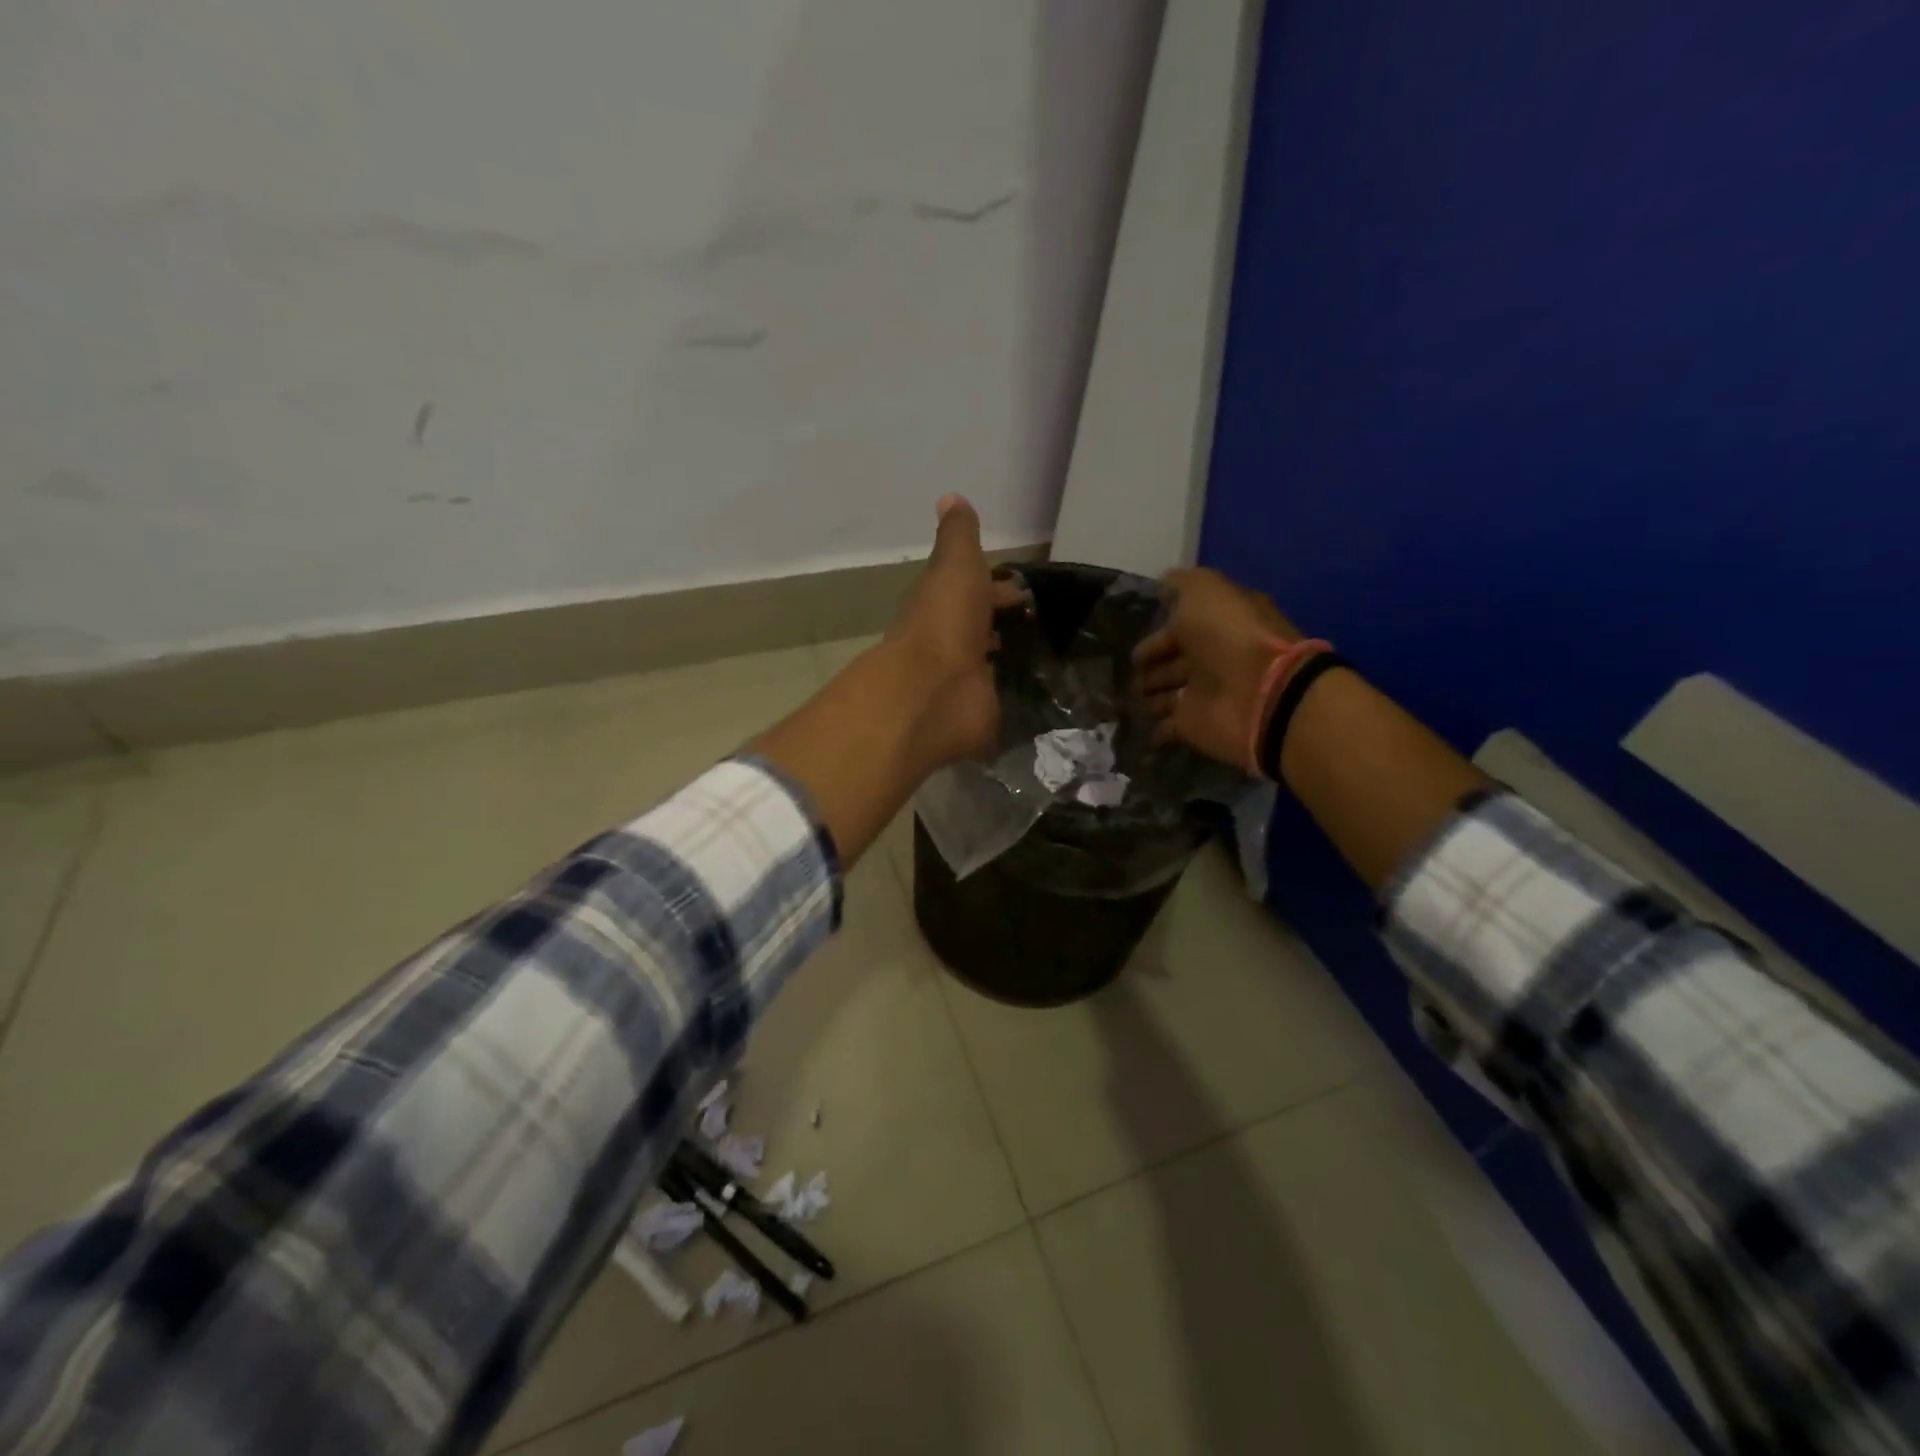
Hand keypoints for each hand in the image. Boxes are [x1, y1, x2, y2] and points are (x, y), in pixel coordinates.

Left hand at [883, 495, 1028, 771]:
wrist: (934, 691)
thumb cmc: (945, 620)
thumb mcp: (955, 564)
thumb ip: (958, 536)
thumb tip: (949, 497)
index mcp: (942, 604)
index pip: (970, 591)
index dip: (995, 587)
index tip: (1028, 590)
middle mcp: (950, 641)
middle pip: (980, 627)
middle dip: (1006, 623)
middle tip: (1048, 623)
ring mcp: (964, 680)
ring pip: (991, 663)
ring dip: (1011, 657)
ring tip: (1052, 655)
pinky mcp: (980, 711)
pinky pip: (1002, 698)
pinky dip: (1016, 692)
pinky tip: (1044, 690)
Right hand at [1132, 567, 1299, 769]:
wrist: (1258, 694)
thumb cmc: (1229, 636)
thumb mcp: (1204, 591)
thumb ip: (1181, 584)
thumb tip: (1163, 584)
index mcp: (1217, 624)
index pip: (1180, 626)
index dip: (1156, 633)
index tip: (1130, 640)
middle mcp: (1211, 658)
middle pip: (1174, 661)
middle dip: (1150, 666)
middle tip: (1126, 672)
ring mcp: (1203, 694)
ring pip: (1168, 694)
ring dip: (1148, 696)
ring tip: (1126, 698)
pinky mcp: (1195, 726)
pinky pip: (1167, 728)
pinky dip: (1153, 731)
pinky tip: (1135, 728)